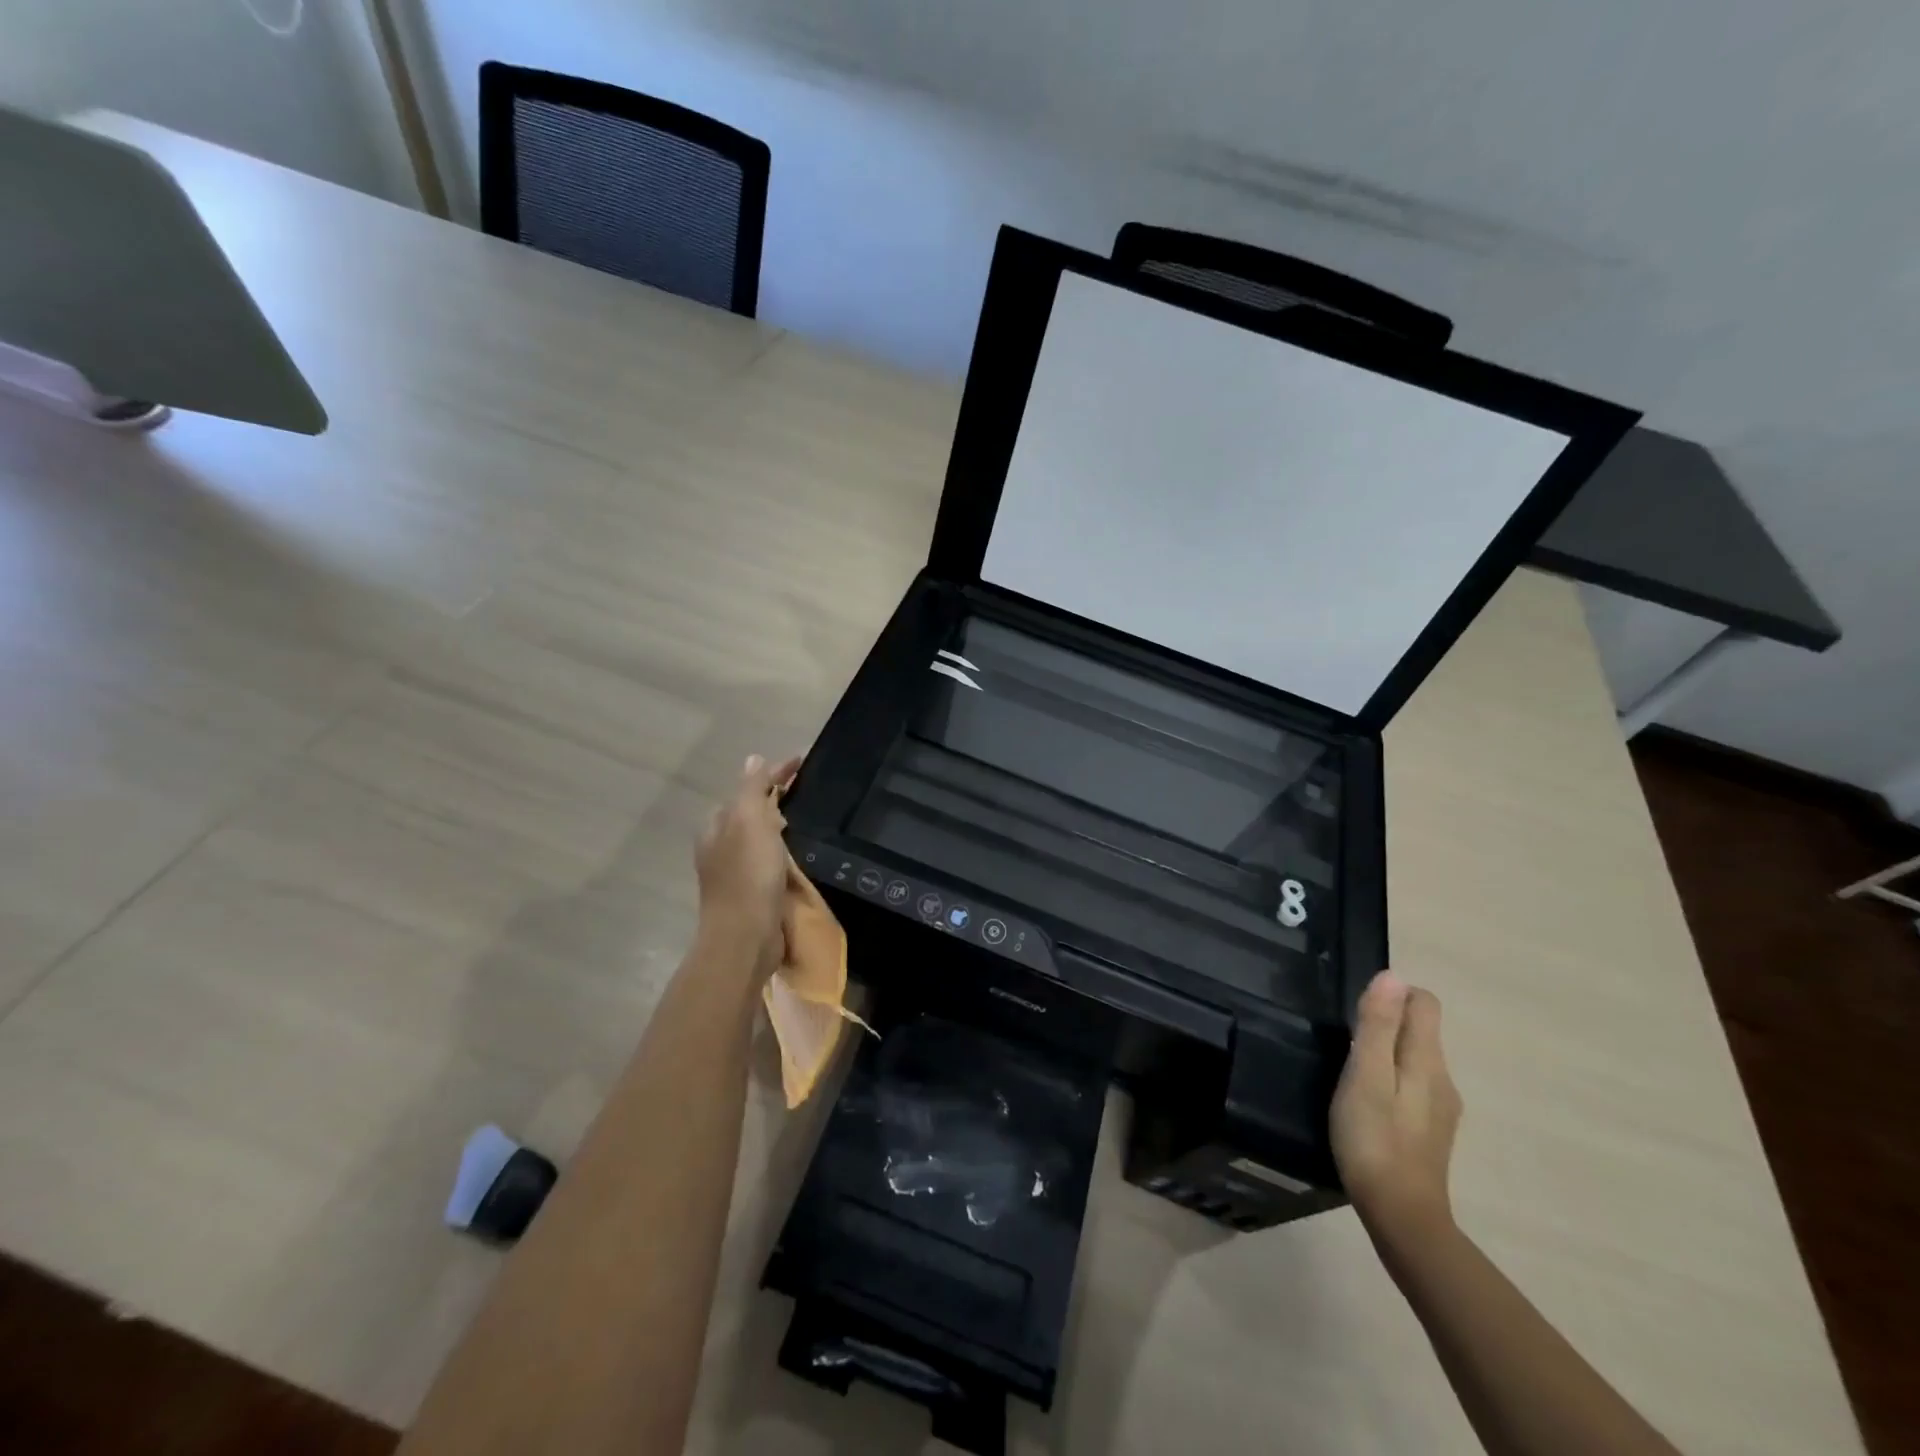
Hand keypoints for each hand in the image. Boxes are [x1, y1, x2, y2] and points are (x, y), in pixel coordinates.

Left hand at [694, 754, 800, 972]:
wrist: (746, 938)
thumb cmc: (748, 875)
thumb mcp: (750, 822)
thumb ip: (752, 789)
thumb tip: (754, 759)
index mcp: (716, 826)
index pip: (747, 788)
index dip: (774, 773)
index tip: (802, 762)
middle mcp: (720, 847)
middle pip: (749, 812)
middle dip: (774, 799)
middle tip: (804, 789)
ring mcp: (734, 873)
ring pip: (758, 838)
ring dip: (778, 825)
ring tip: (805, 819)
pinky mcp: (751, 894)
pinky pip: (768, 860)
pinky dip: (782, 850)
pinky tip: (797, 854)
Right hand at [1330, 971, 1462, 1249]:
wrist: (1402, 1218)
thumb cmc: (1374, 1138)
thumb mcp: (1366, 1075)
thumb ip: (1379, 1025)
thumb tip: (1392, 975)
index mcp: (1428, 1060)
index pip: (1424, 1002)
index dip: (1392, 995)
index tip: (1358, 1013)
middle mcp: (1443, 1078)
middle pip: (1420, 1029)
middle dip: (1386, 1023)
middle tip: (1345, 1044)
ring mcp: (1441, 1108)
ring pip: (1414, 1058)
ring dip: (1386, 1053)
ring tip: (1350, 1074)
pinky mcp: (1430, 1130)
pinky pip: (1412, 1085)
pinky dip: (1390, 1080)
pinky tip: (1367, 1104)